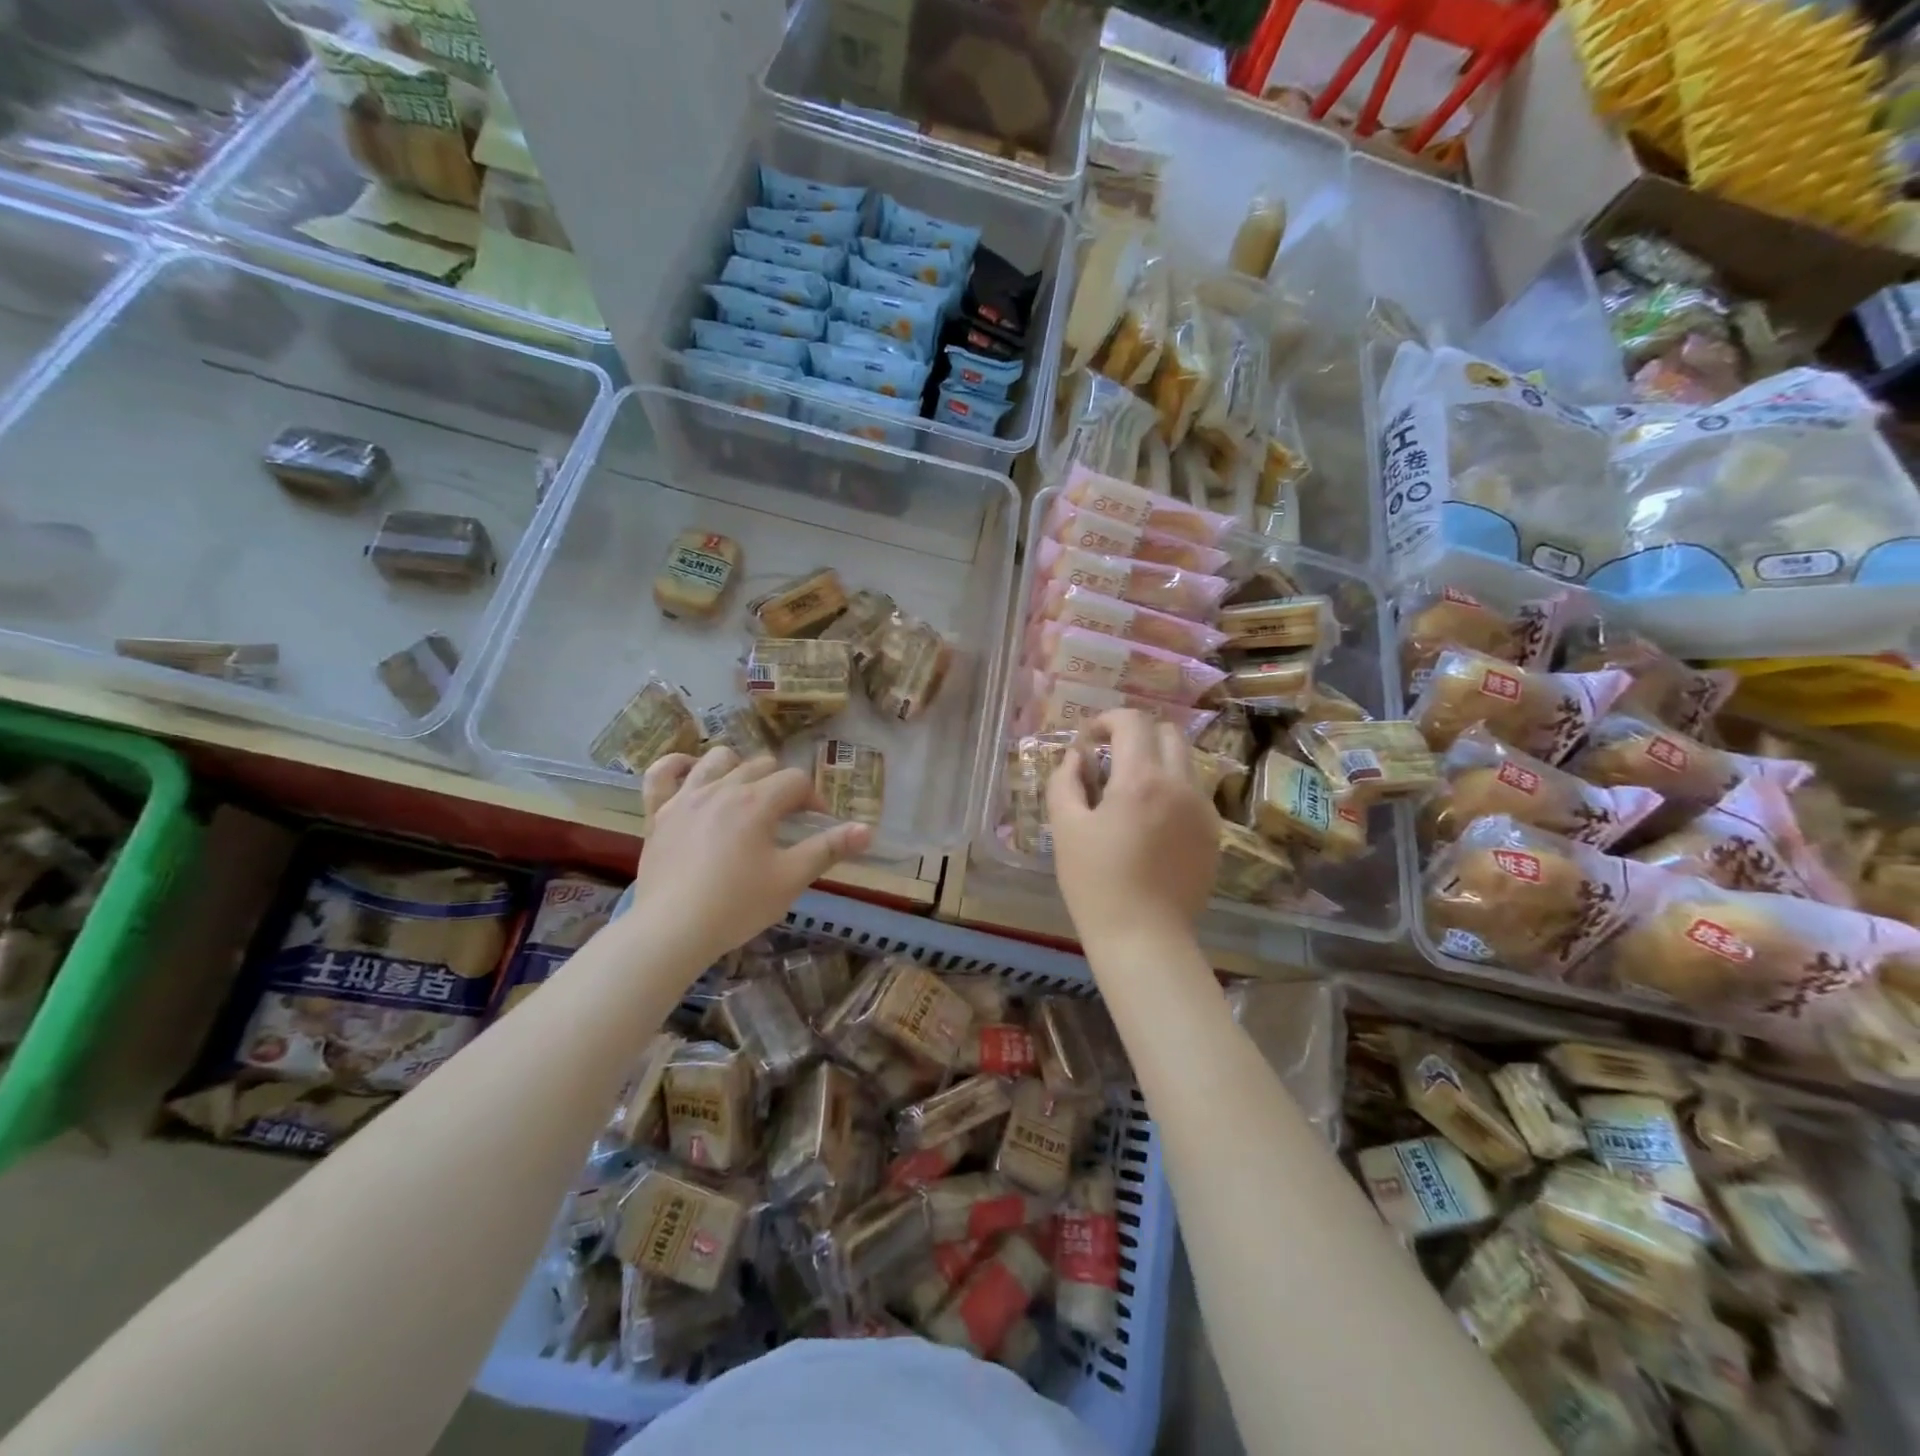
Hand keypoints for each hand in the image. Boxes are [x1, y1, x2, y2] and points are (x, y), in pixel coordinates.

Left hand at [630, 747, 870, 963]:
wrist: (672, 931)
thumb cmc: (737, 905)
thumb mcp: (791, 879)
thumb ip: (829, 849)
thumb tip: (867, 830)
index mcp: (757, 801)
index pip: (796, 781)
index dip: (813, 798)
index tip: (817, 823)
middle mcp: (722, 788)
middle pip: (761, 765)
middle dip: (780, 784)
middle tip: (785, 817)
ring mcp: (685, 797)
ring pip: (717, 760)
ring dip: (737, 768)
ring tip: (745, 794)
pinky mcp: (658, 813)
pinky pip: (661, 773)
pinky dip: (676, 766)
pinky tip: (690, 772)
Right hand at [1048, 710, 1218, 951]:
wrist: (1144, 937)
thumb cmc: (1095, 882)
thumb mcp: (1066, 828)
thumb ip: (1065, 782)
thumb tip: (1075, 757)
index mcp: (1141, 779)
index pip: (1133, 722)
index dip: (1107, 720)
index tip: (1089, 740)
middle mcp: (1180, 785)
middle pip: (1168, 733)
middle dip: (1136, 735)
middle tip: (1109, 758)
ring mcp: (1203, 809)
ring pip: (1185, 762)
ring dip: (1156, 760)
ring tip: (1129, 791)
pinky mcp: (1213, 833)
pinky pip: (1193, 792)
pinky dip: (1171, 788)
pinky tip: (1150, 821)